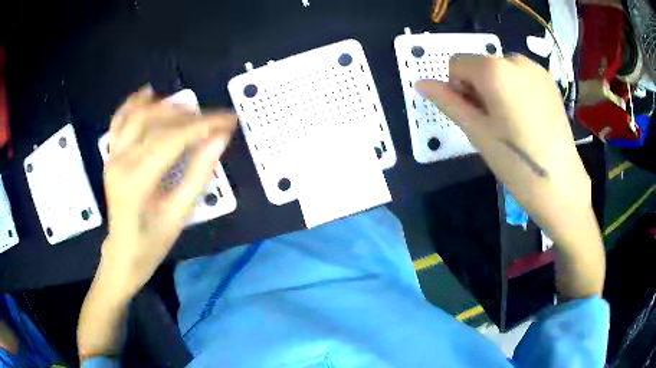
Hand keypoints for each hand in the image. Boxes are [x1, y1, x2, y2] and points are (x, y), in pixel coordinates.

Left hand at [100, 86, 236, 297]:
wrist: (123, 252)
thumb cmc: (153, 241)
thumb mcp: (180, 212)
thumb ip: (199, 173)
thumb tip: (220, 139)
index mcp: (138, 180)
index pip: (173, 139)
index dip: (204, 125)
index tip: (229, 119)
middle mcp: (121, 160)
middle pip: (156, 122)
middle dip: (189, 115)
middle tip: (214, 119)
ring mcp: (112, 155)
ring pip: (137, 114)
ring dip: (165, 105)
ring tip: (189, 108)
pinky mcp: (110, 154)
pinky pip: (119, 120)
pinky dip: (133, 103)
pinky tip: (149, 94)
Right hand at [416, 55, 604, 298]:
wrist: (561, 183)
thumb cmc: (516, 162)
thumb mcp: (476, 132)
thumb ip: (447, 102)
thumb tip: (420, 84)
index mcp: (494, 69)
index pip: (456, 63)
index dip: (458, 88)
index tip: (474, 115)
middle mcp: (515, 59)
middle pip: (479, 63)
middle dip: (478, 87)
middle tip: (493, 122)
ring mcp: (535, 68)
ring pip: (500, 68)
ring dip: (496, 87)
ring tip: (512, 121)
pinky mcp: (549, 80)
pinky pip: (519, 75)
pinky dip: (514, 88)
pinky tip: (527, 117)